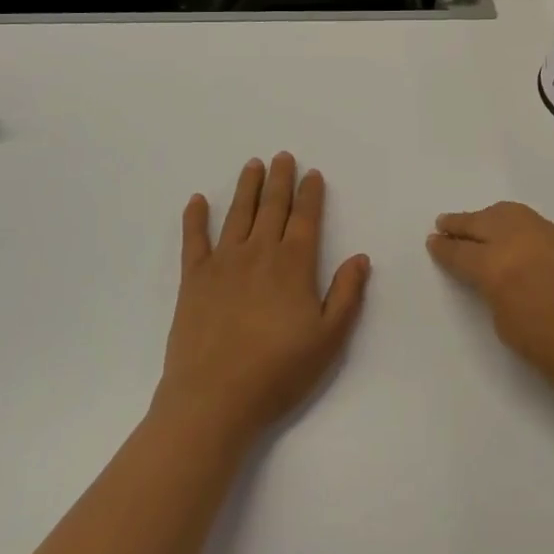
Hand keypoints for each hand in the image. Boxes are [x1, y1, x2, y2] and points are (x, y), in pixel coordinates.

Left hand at [157, 154, 370, 450]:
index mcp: (294, 264)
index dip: (310, 194)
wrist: (215, 397)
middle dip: (279, 180)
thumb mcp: (329, 338)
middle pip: (272, 207)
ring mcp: (223, 263)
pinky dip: (195, 217)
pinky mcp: (193, 279)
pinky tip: (197, 200)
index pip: (305, 218)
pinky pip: (194, 239)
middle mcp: (259, 252)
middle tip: (282, 156)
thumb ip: (347, 294)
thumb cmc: (278, 371)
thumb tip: (360, 257)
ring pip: (237, 214)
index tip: (312, 173)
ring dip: (246, 187)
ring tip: (252, 165)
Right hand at [427, 202, 553, 407]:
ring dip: (486, 217)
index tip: (433, 242)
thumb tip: (488, 275)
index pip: (462, 252)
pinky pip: (529, 220)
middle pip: (482, 223)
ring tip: (473, 223)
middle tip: (444, 225)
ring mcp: (546, 235)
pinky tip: (508, 230)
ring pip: (507, 213)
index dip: (444, 249)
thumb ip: (491, 291)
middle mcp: (519, 241)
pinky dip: (511, 220)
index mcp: (497, 267)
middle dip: (460, 224)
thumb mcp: (506, 325)